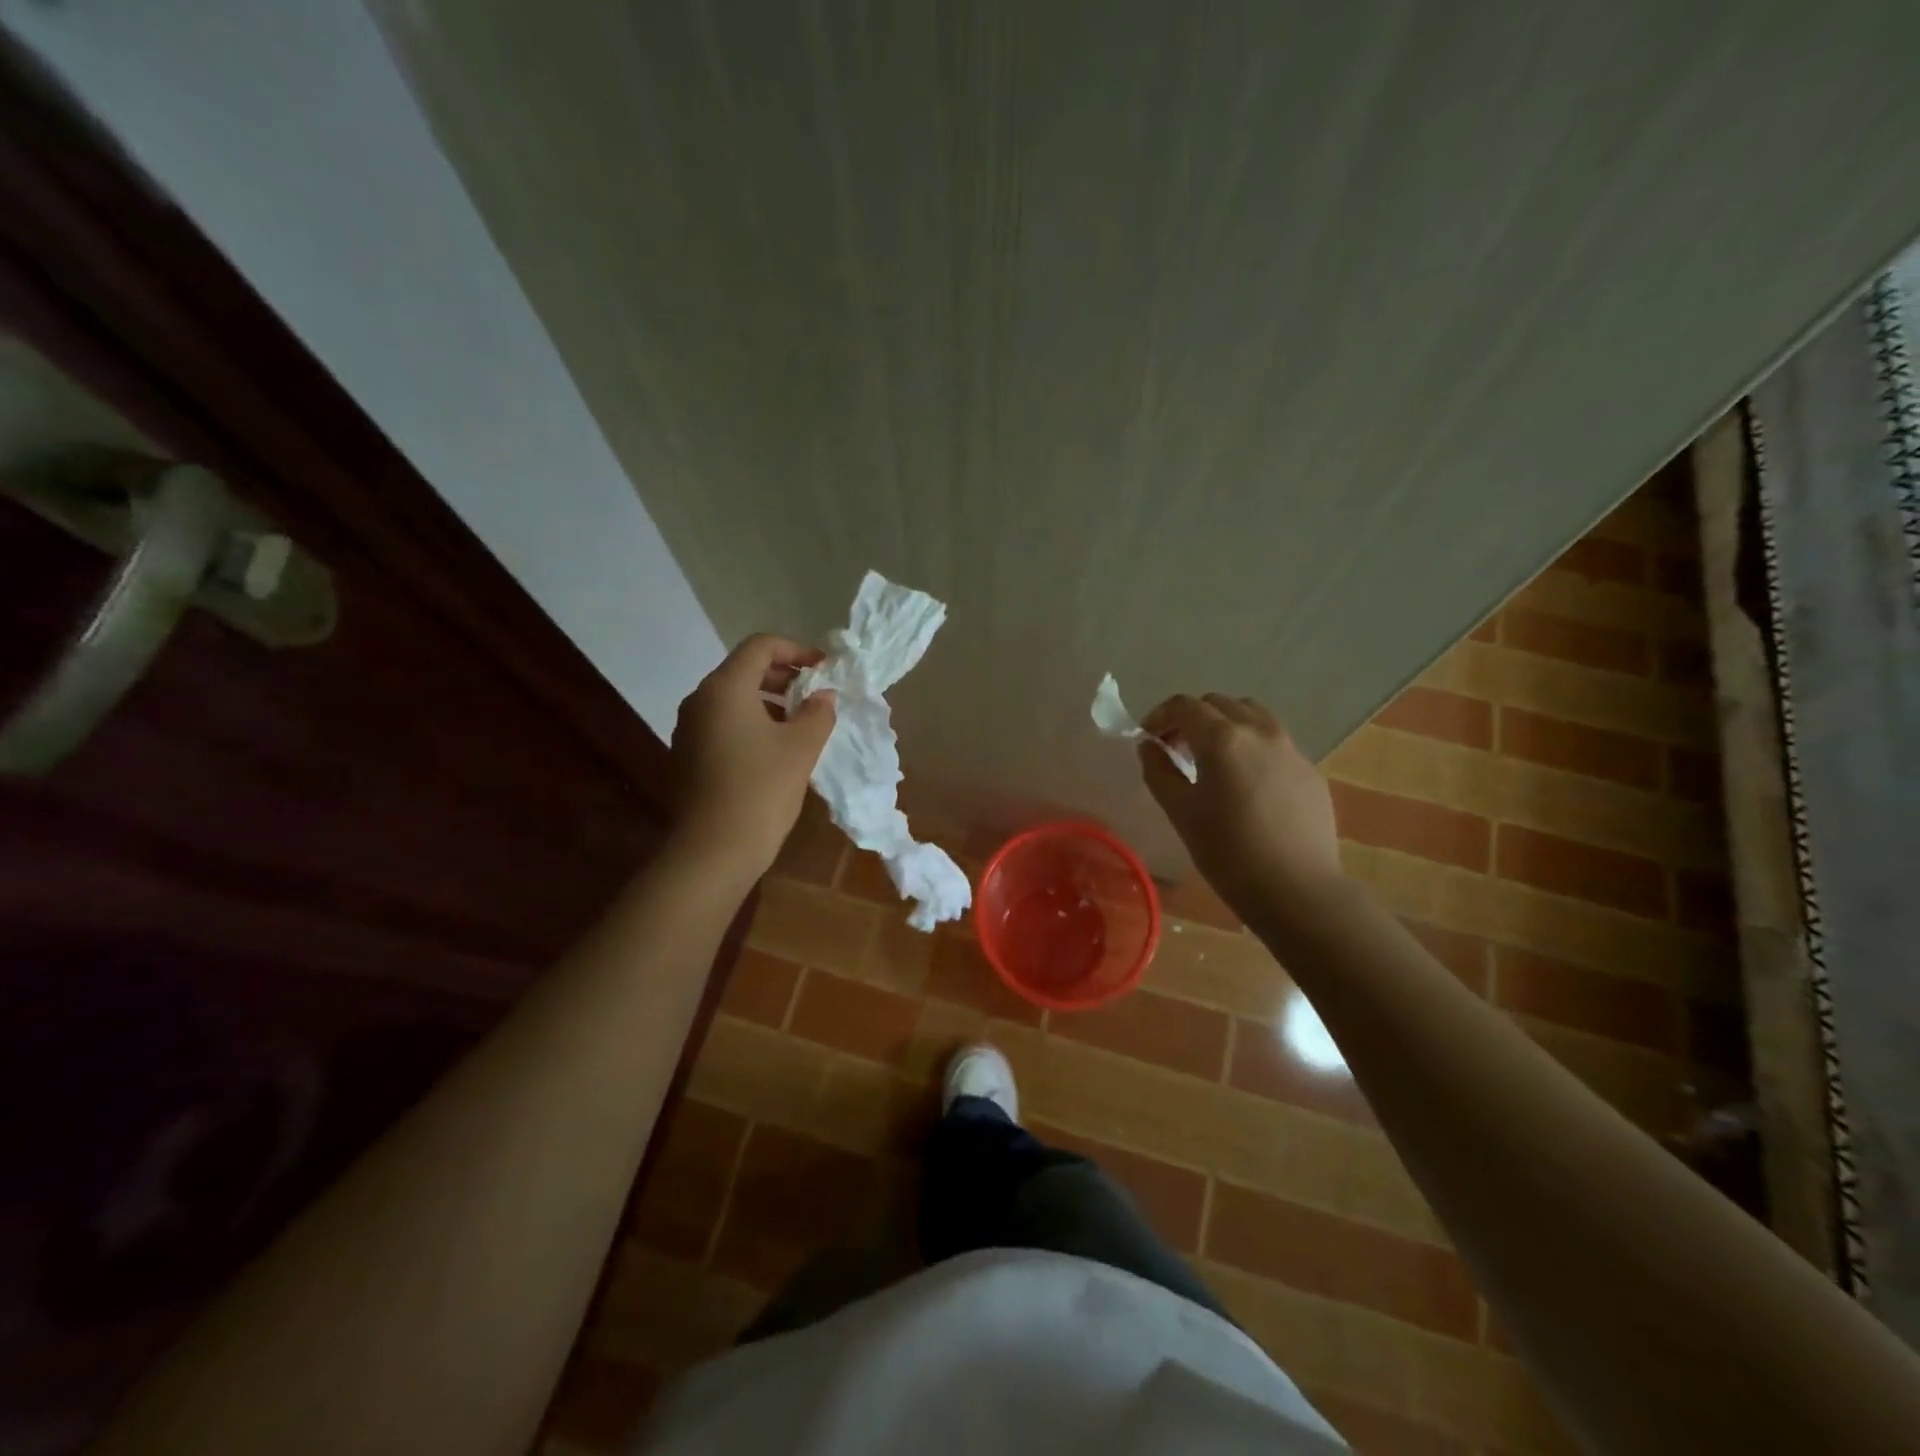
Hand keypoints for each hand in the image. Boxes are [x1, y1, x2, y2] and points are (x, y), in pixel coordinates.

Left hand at [670, 635, 836, 879]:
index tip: (824, 669)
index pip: (760, 646)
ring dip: (769, 701)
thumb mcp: (801, 747)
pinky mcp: (688, 755)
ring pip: (733, 698)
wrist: (713, 850)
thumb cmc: (761, 790)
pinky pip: (723, 723)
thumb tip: (822, 697)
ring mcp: (689, 729)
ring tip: (801, 723)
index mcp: (724, 688)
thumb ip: (817, 713)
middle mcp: (700, 700)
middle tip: (816, 694)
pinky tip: (775, 749)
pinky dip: (752, 723)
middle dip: (784, 676)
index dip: (796, 650)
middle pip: (744, 670)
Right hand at [1139, 694, 1342, 918]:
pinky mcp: (1309, 770)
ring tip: (1213, 758)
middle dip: (1192, 718)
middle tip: (1176, 748)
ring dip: (1225, 725)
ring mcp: (1290, 749)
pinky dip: (1252, 746)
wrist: (1297, 890)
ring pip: (1252, 715)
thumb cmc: (1228, 853)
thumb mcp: (1180, 812)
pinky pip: (1275, 742)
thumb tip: (1150, 746)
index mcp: (1222, 739)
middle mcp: (1259, 731)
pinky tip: (1246, 782)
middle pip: (1219, 704)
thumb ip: (1159, 771)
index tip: (1148, 737)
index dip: (1160, 715)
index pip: (1184, 706)